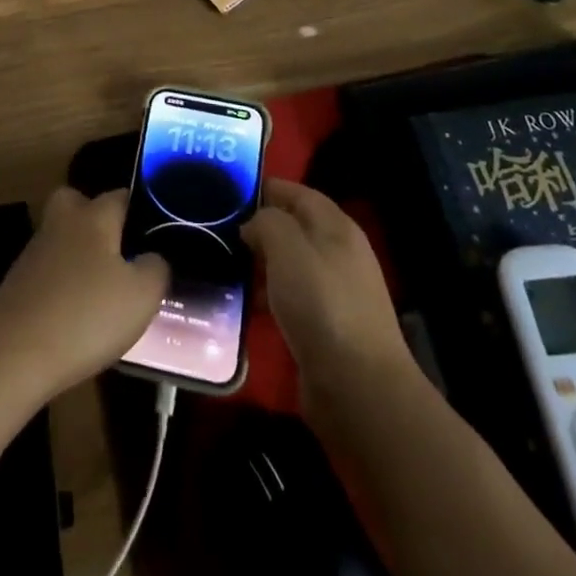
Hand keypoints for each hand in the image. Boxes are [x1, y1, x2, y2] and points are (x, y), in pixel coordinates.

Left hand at [0, 186, 166, 401]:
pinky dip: (63, 283)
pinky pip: (49, 270)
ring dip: (80, 255)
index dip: (141, 209)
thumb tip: (152, 257)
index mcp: (94, 216)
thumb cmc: (86, 315)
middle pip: (79, 203)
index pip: (121, 195)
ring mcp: (35, 251)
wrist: (12, 353)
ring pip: (63, 238)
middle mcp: (62, 222)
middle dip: (97, 218)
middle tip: (120, 250)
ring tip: (105, 290)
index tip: (158, 232)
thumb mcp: (142, 296)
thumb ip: (156, 268)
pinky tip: (77, 313)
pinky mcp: (17, 282)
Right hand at [242, 179, 414, 401]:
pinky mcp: (327, 326)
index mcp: (336, 226)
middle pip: (293, 228)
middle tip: (218, 232)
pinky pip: (291, 298)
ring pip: (290, 264)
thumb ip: (267, 222)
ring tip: (223, 266)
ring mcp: (336, 291)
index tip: (227, 193)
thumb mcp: (288, 248)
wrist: (358, 387)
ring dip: (260, 264)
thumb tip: (254, 224)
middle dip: (258, 228)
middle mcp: (339, 252)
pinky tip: (244, 305)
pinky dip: (268, 296)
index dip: (264, 188)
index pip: (297, 192)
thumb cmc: (322, 304)